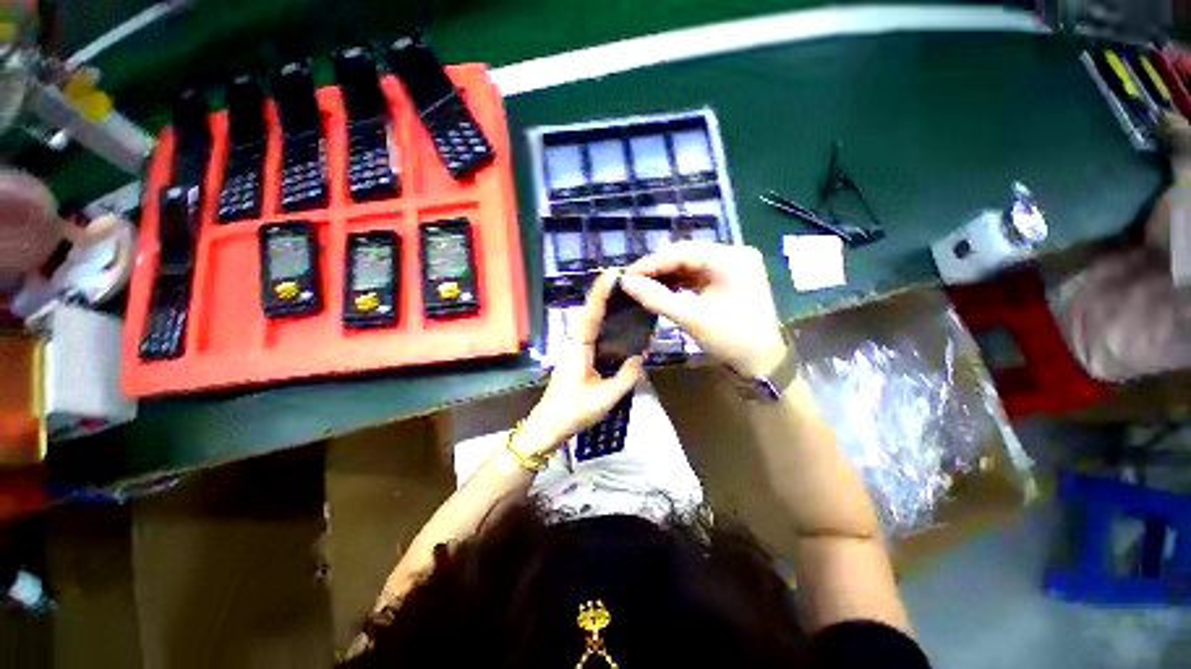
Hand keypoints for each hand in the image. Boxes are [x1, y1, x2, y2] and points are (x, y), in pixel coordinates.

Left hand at [518, 270, 643, 455]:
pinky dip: (603, 324)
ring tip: (624, 296)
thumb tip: (640, 357)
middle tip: (626, 281)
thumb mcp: (606, 397)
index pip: (591, 314)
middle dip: (604, 294)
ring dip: (603, 307)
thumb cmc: (574, 412)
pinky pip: (591, 334)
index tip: (612, 273)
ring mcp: (574, 350)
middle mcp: (575, 343)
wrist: (548, 427)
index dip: (601, 292)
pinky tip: (616, 325)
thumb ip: (626, 376)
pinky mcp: (577, 358)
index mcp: (579, 348)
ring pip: (590, 322)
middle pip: (590, 312)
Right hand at [622, 241, 785, 377]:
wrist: (763, 362)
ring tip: (643, 286)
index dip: (652, 262)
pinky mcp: (729, 279)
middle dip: (658, 268)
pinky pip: (698, 275)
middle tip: (633, 281)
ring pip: (691, 264)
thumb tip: (626, 282)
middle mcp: (734, 254)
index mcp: (731, 258)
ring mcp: (733, 267)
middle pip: (687, 254)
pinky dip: (679, 282)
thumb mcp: (690, 317)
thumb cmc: (730, 338)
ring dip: (667, 275)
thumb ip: (656, 297)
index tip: (627, 275)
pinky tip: (662, 290)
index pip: (683, 251)